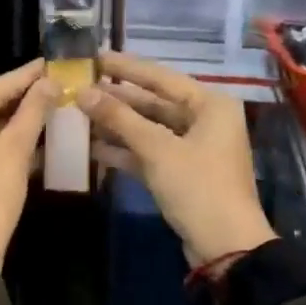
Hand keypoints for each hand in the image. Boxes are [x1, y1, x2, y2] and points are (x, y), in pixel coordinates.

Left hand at [0, 59, 51, 269]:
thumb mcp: (13, 151)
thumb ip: (31, 113)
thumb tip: (49, 83)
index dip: (22, 78)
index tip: (47, 63)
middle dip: (18, 100)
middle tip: (50, 85)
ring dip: (14, 124)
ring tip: (47, 108)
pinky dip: (3, 146)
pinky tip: (32, 142)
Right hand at [77, 52, 276, 266]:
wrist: (225, 247)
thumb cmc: (198, 187)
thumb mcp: (157, 149)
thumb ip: (119, 118)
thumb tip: (83, 92)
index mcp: (210, 105)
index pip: (161, 77)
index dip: (126, 68)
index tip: (94, 57)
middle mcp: (204, 120)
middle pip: (154, 102)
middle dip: (117, 98)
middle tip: (80, 87)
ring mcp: (193, 148)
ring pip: (148, 128)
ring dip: (117, 125)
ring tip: (79, 114)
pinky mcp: (181, 173)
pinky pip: (149, 152)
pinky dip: (125, 150)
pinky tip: (93, 148)